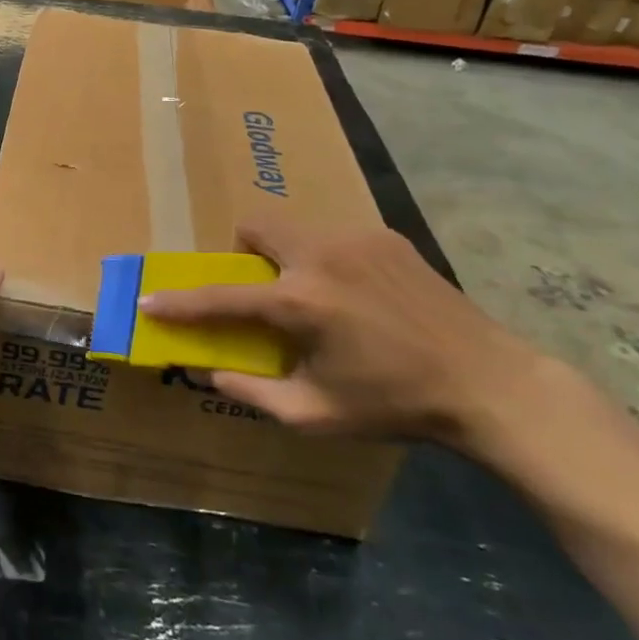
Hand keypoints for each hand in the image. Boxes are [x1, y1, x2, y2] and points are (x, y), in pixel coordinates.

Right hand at [140, 218, 539, 446]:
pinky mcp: (386, 237)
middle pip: (256, 225)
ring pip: (296, 227)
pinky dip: (327, 259)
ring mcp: (356, 239)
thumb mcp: (316, 414)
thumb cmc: (396, 404)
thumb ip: (253, 392)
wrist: (488, 382)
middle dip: (243, 251)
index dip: (180, 302)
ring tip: (317, 296)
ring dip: (286, 255)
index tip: (151, 302)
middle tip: (262, 288)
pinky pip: (335, 236)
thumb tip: (209, 372)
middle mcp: (320, 256)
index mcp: (300, 302)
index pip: (221, 297)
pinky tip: (359, 295)